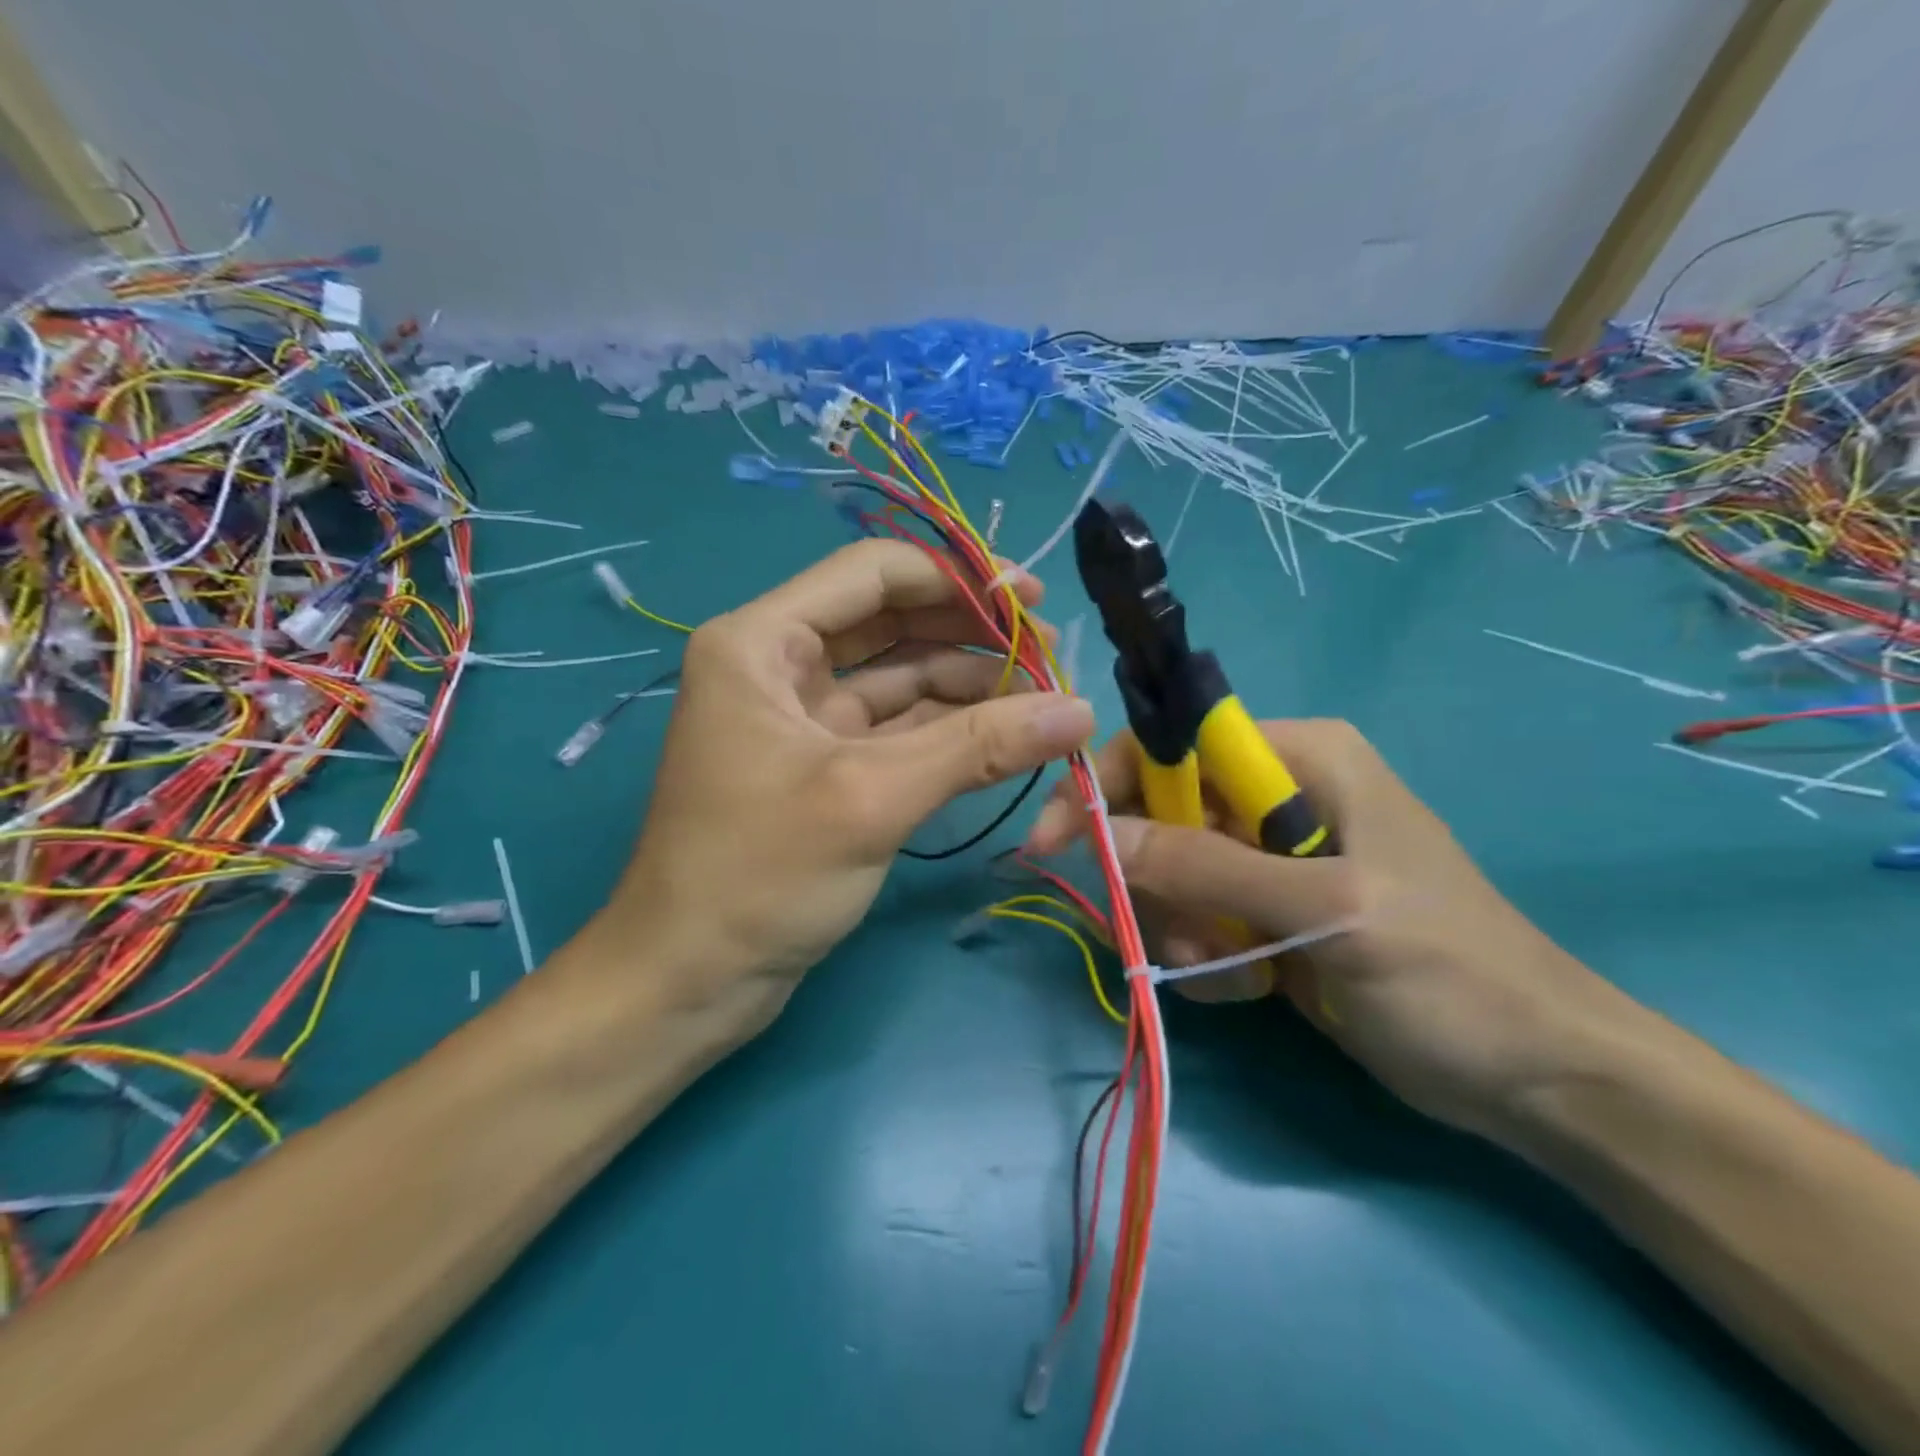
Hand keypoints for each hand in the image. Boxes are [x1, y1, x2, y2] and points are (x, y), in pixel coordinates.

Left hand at [589, 539, 1094, 1034]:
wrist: (688, 982)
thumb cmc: (758, 875)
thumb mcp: (871, 798)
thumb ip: (977, 747)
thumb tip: (1080, 712)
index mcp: (761, 642)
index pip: (872, 574)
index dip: (957, 578)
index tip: (1030, 600)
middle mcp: (778, 666)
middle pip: (890, 622)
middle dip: (969, 633)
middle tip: (1049, 654)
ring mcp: (803, 719)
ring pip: (898, 678)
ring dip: (966, 683)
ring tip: (1041, 697)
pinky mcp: (824, 767)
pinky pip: (895, 728)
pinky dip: (947, 729)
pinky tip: (1004, 735)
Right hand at [1024, 719, 1632, 1141]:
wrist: (1535, 1078)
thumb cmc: (1450, 974)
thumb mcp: (1327, 912)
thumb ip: (1209, 868)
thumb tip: (1100, 834)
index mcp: (1300, 757)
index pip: (1172, 744)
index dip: (1107, 784)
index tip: (1057, 843)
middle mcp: (1277, 794)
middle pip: (1161, 813)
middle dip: (1156, 880)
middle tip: (1180, 937)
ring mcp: (1270, 856)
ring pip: (1170, 872)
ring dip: (1180, 927)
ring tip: (1233, 971)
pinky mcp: (1267, 909)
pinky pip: (1195, 915)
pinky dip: (1204, 955)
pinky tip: (1250, 988)